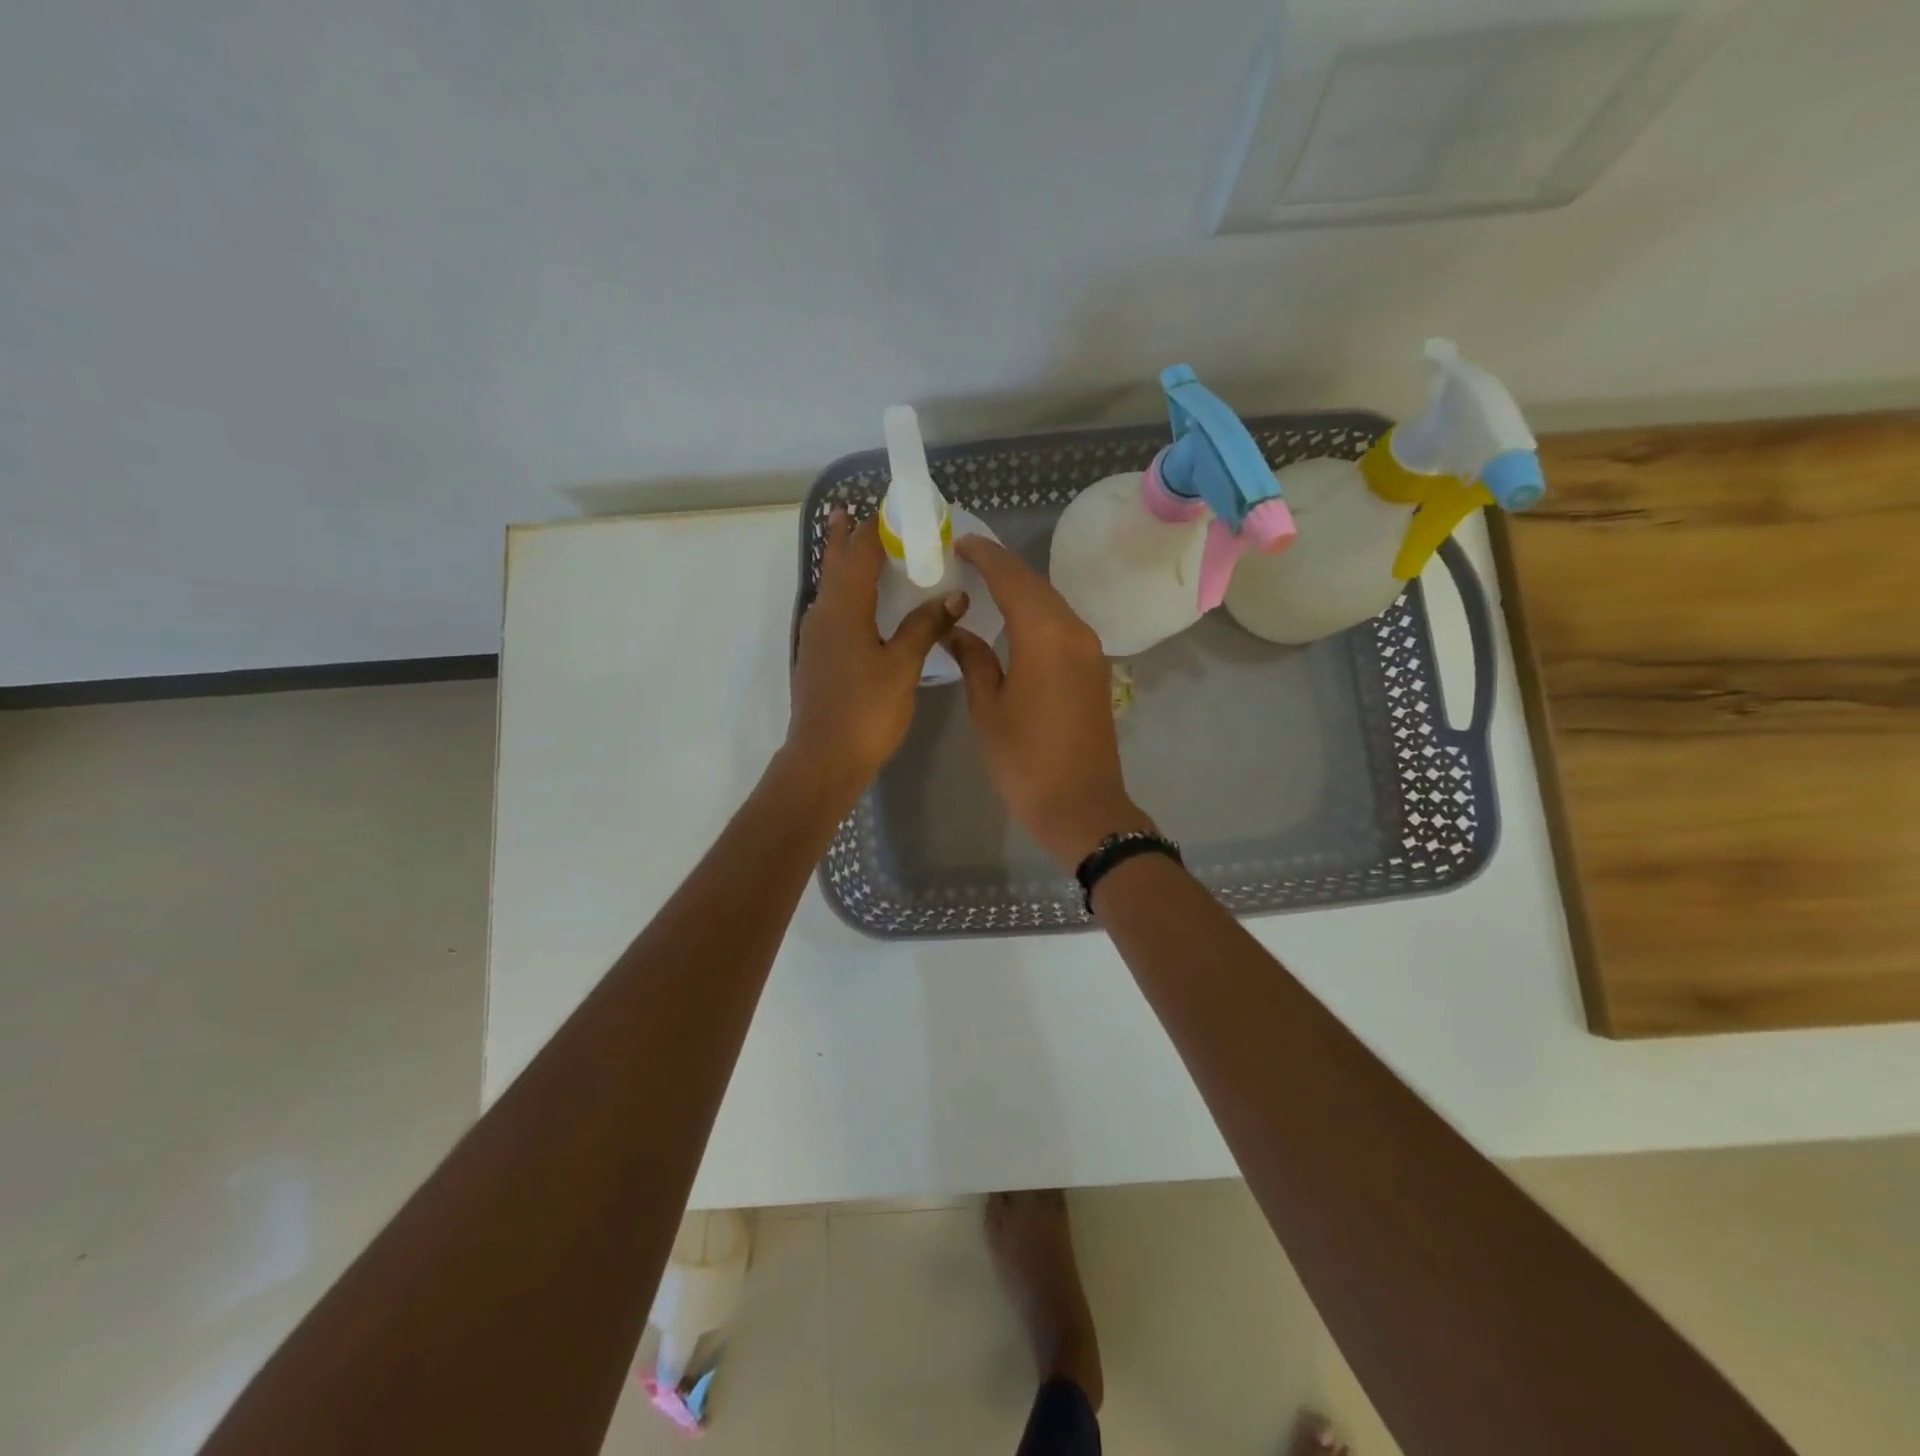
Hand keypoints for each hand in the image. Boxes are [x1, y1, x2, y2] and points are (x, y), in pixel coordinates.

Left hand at [785, 511, 966, 802]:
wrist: (824, 759)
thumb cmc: (866, 710)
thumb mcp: (903, 666)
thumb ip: (925, 627)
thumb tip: (953, 595)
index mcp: (844, 608)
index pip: (860, 554)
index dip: (875, 528)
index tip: (891, 507)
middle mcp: (824, 614)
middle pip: (835, 565)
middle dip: (845, 537)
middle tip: (854, 511)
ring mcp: (816, 637)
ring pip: (830, 589)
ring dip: (842, 565)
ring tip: (856, 548)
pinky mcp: (818, 657)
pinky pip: (832, 611)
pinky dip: (846, 595)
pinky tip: (860, 607)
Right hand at [945, 535, 1153, 869]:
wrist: (1081, 806)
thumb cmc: (1026, 760)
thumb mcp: (988, 709)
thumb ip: (974, 660)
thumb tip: (957, 630)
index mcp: (1045, 636)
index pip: (1013, 579)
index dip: (986, 556)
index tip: (961, 541)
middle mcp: (1074, 632)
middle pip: (1036, 586)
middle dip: (1002, 568)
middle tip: (967, 558)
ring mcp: (1090, 650)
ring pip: (1052, 604)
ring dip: (1021, 590)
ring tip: (985, 583)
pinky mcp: (1094, 669)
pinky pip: (1062, 626)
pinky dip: (1036, 613)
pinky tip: (1014, 620)